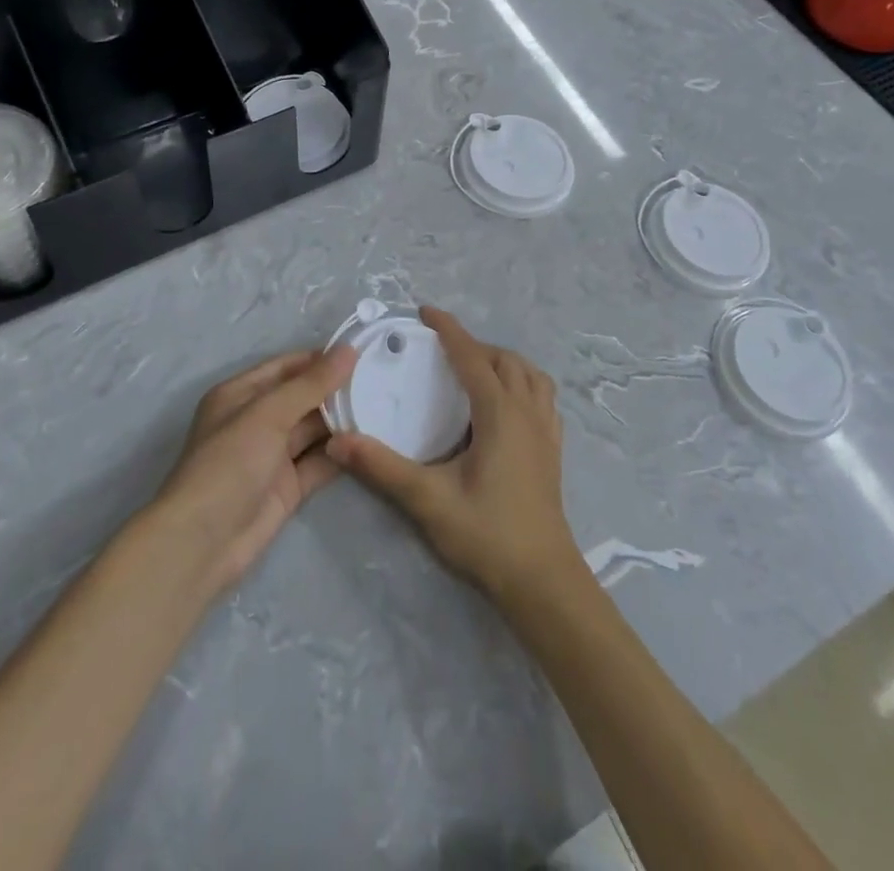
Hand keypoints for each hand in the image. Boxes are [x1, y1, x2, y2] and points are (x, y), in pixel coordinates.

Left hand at [153, 346, 356, 594]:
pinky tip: (370, 442)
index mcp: (241, 395)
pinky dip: (341, 453)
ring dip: (342, 421)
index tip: (362, 353)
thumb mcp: (268, 414)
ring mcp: (273, 456)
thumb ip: (311, 384)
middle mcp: (257, 421)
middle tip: (380, 380)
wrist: (202, 543)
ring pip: (313, 430)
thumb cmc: (229, 463)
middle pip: (303, 398)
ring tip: (383, 406)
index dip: (321, 359)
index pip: (287, 367)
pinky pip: (319, 462)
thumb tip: (348, 350)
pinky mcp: (288, 487)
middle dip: (336, 390)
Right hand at [325, 307, 578, 603]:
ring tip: (476, 370)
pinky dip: (524, 384)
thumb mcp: (428, 500)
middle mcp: (527, 412)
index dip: (449, 330)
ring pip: (531, 375)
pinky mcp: (553, 450)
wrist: (542, 581)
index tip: (425, 311)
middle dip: (474, 345)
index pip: (472, 357)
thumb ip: (383, 467)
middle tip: (442, 349)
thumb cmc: (486, 535)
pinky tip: (507, 405)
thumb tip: (340, 440)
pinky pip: (543, 398)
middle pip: (505, 360)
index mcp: (500, 414)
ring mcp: (546, 431)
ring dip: (503, 362)